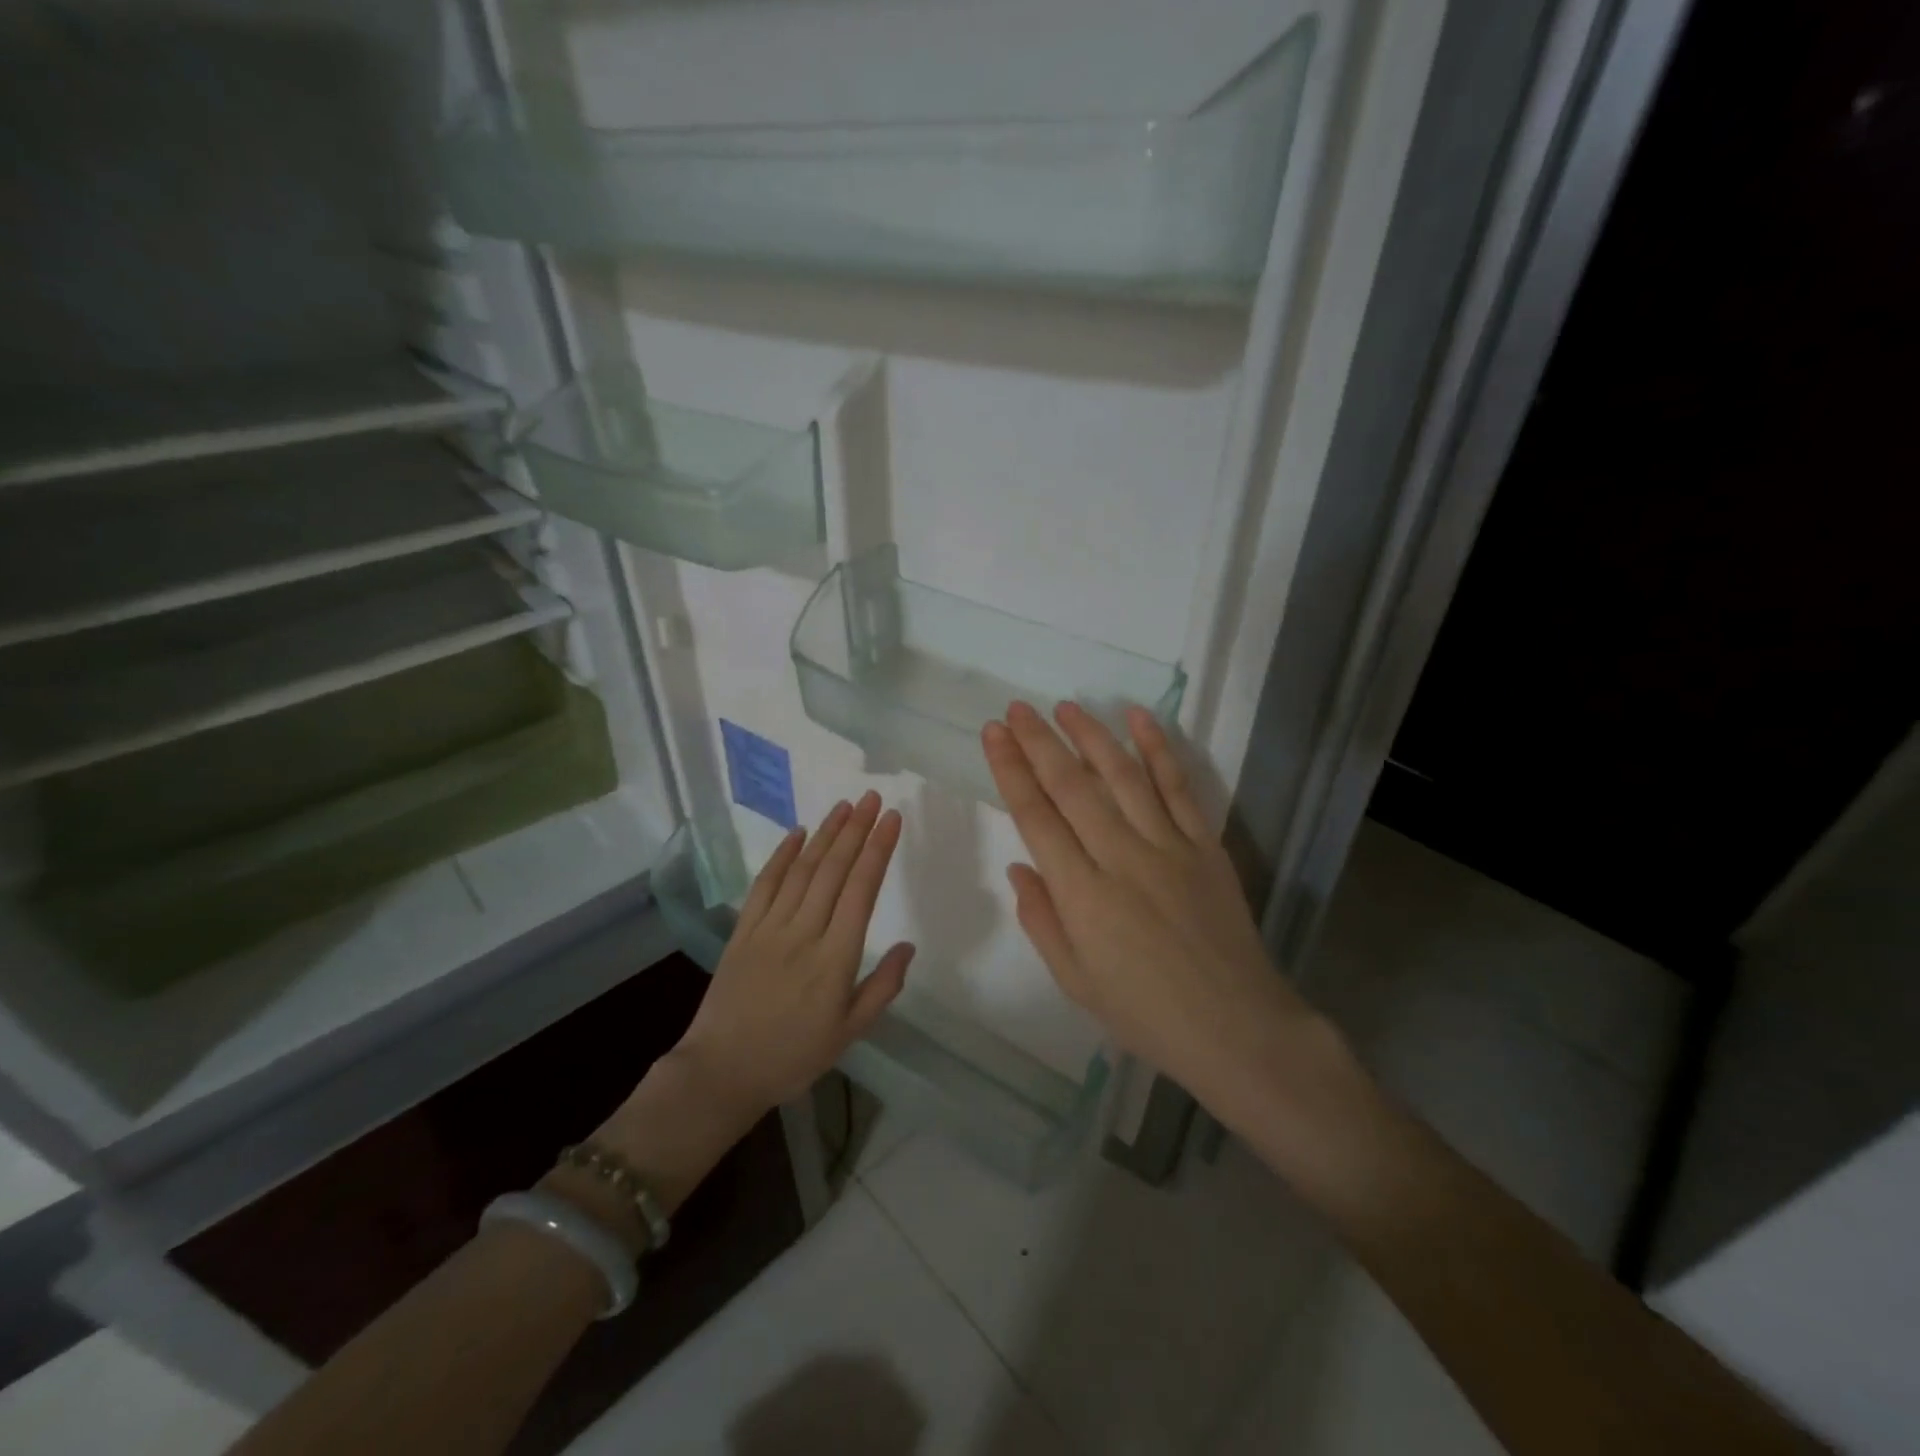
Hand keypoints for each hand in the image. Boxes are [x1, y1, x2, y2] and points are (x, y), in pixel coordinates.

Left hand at [673, 791, 914, 1112]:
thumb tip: (907, 946)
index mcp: (835, 959)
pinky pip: (765, 884)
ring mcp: (769, 928)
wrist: (721, 1071)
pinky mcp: (743, 930)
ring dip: (825, 834)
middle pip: (834, 870)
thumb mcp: (849, 1033)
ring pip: (802, 869)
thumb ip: (882, 987)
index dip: (878, 850)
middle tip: (873, 798)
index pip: (862, 890)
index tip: (892, 819)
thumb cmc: (793, 1056)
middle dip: (856, 830)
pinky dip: (782, 855)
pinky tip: (798, 833)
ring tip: (845, 806)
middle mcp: (804, 933)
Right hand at [982, 701, 1326, 1119]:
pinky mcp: (1205, 845)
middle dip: (1039, 742)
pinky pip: (1179, 787)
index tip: (994, 735)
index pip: (1035, 816)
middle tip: (1016, 708)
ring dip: (1091, 735)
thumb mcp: (1075, 980)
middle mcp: (1121, 857)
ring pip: (1123, 776)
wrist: (1235, 1029)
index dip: (1010, 770)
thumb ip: (1041, 919)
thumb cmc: (1145, 1014)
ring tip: (1066, 706)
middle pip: (1072, 786)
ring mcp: (1168, 846)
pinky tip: (1140, 718)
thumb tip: (1019, 865)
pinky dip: (1159, 749)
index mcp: (1081, 894)